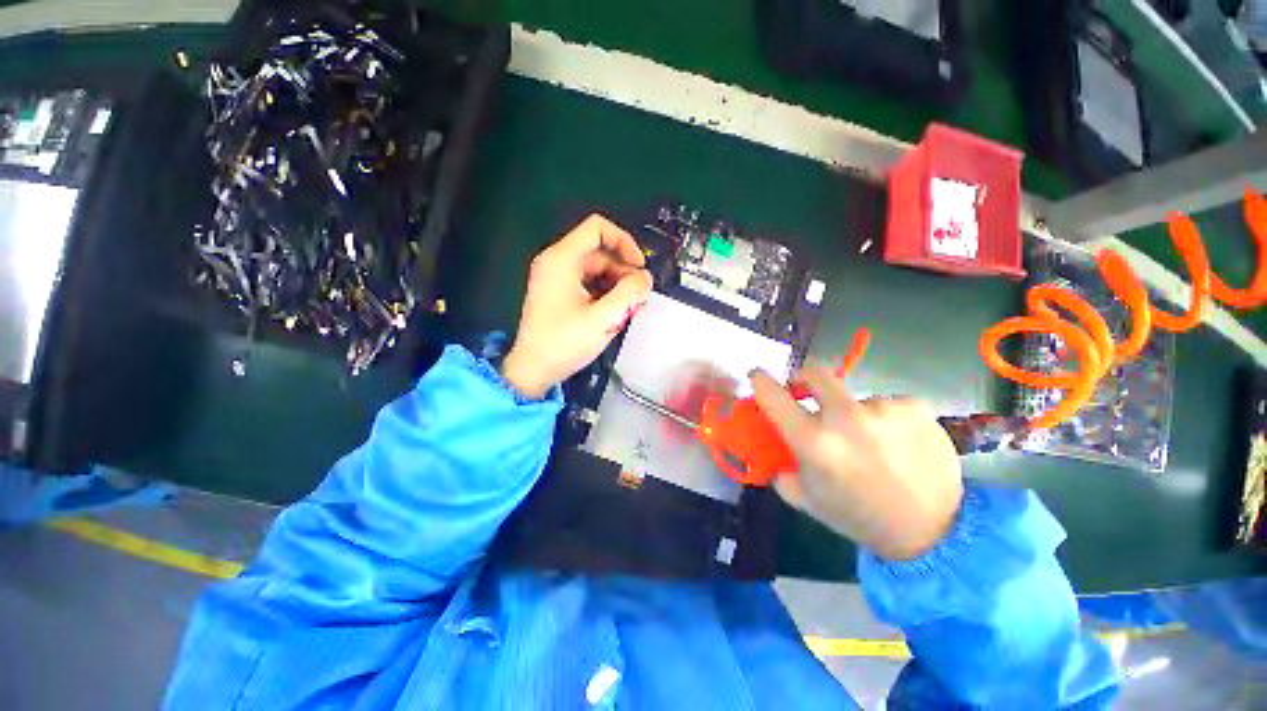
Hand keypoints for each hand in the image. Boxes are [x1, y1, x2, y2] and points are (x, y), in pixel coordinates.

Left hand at [502, 215, 653, 398]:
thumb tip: (645, 278)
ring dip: (615, 285)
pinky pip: (587, 283)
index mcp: (562, 259)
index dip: (624, 242)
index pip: (598, 228)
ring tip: (627, 310)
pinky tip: (612, 313)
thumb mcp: (604, 318)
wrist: (533, 370)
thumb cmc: (564, 343)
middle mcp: (556, 262)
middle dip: (623, 272)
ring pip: (595, 270)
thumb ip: (631, 293)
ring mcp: (555, 278)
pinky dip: (603, 293)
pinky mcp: (557, 293)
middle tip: (637, 299)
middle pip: (599, 252)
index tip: (638, 268)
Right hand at [750, 364, 963, 560]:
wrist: (934, 531)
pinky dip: (884, 419)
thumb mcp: (806, 498)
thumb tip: (772, 441)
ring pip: (854, 397)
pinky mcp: (915, 407)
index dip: (760, 381)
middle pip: (814, 373)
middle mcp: (846, 417)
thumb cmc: (859, 516)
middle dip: (804, 379)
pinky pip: (886, 404)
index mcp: (814, 442)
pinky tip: (897, 443)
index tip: (757, 376)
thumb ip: (780, 466)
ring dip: (853, 413)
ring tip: (870, 443)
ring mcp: (884, 408)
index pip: (773, 396)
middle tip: (806, 393)